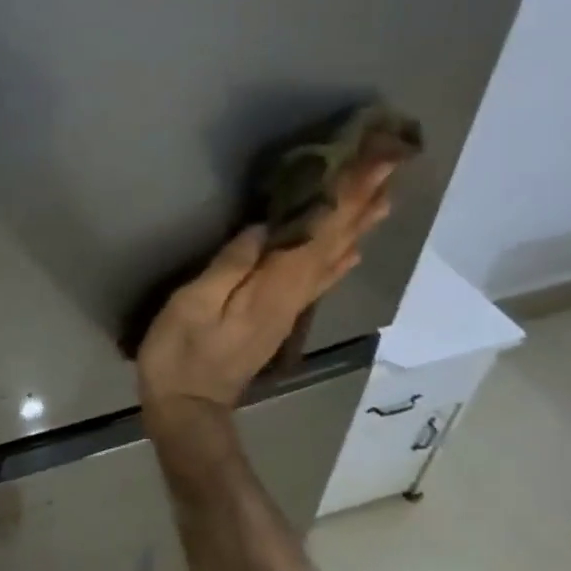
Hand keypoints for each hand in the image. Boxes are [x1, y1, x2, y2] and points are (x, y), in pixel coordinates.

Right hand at [137, 162, 393, 415]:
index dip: (346, 195)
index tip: (375, 162)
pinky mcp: (279, 318)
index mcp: (273, 287)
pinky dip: (341, 257)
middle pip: (335, 243)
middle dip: (360, 202)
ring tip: (383, 196)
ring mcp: (289, 309)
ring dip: (358, 226)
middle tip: (389, 165)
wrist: (188, 408)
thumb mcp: (193, 305)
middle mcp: (293, 295)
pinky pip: (321, 278)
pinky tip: (352, 249)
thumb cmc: (181, 354)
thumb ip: (230, 266)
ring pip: (333, 259)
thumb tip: (263, 228)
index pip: (319, 232)